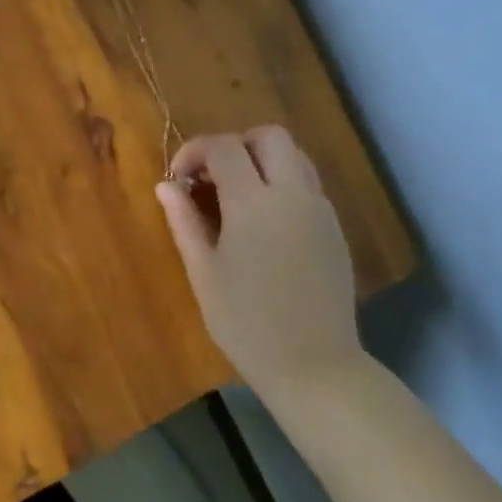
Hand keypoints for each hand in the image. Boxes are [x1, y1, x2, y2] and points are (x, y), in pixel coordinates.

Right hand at [156, 127, 363, 394]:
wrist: (314, 365)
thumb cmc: (246, 323)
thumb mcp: (203, 272)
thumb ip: (184, 221)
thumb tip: (166, 186)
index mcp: (253, 204)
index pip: (224, 147)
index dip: (195, 151)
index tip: (178, 178)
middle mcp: (292, 195)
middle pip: (269, 136)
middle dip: (234, 144)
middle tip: (211, 177)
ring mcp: (319, 210)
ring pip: (295, 155)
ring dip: (262, 160)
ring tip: (236, 194)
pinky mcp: (334, 228)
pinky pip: (307, 184)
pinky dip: (281, 182)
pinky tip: (262, 219)